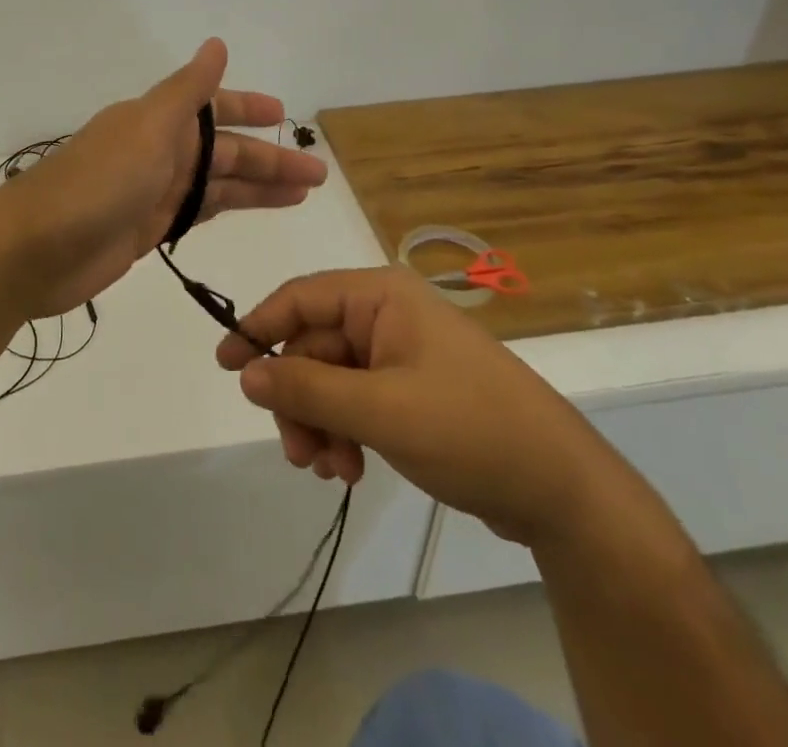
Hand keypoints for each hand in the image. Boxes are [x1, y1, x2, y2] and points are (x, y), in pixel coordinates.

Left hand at [0, 39, 328, 317]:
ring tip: (303, 194)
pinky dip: (226, 209)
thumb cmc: (96, 182)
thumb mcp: (148, 127)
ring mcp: (153, 192)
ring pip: (217, 184)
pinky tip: (252, 212)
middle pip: (224, 151)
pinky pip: (198, 213)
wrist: (35, 248)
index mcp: (158, 121)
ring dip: (257, 187)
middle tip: (318, 174)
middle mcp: (159, 152)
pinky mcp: (147, 229)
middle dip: (269, 160)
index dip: (248, 109)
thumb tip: (216, 44)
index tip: (285, 116)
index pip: (213, 108)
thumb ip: (187, 90)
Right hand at [216, 267, 621, 546]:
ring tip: (329, 470)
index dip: (257, 327)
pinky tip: (351, 471)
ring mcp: (400, 355)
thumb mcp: (381, 410)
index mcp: (381, 296)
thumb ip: (307, 388)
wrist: (563, 491)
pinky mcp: (411, 392)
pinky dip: (344, 433)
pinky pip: (355, 402)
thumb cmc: (470, 428)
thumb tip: (244, 371)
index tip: (224, 365)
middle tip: (296, 451)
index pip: (300, 297)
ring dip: (320, 423)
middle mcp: (386, 315)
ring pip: (330, 380)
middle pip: (313, 347)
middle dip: (298, 399)